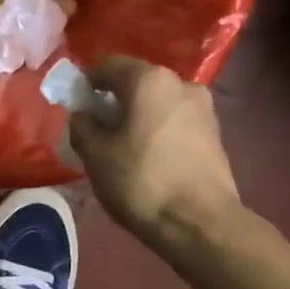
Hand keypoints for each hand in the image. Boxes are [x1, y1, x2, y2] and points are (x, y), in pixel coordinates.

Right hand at [68, 57, 240, 243]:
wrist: (200, 223)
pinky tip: (148, 157)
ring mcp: (203, 108)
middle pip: (138, 83)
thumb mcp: (95, 155)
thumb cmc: (141, 182)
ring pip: (159, 103)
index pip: (109, 65)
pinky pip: (175, 122)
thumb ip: (82, 126)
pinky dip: (158, 131)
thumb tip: (84, 114)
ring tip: (123, 145)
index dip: (86, 81)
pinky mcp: (215, 134)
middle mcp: (181, 83)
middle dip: (115, 100)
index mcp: (149, 80)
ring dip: (138, 116)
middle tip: (97, 127)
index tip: (74, 103)